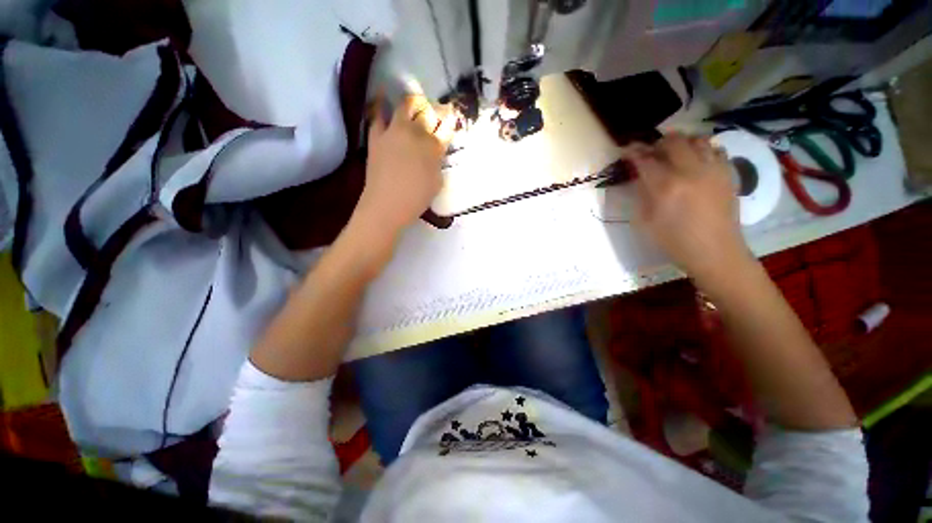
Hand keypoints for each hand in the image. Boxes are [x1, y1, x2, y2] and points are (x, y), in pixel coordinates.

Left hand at [353, 94, 456, 238]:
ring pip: (407, 105)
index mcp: (434, 147)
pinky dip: (380, 104)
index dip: (450, 121)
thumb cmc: (416, 199)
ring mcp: (394, 131)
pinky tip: (383, 95)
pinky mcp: (377, 135)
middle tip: (435, 115)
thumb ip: (438, 163)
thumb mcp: (437, 182)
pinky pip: (378, 114)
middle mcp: (416, 133)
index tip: (451, 118)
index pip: (446, 127)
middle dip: (435, 110)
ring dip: (415, 104)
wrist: (387, 205)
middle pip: (429, 111)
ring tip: (416, 107)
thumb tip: (435, 152)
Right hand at [630, 134, 754, 289]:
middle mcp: (690, 171)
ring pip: (697, 140)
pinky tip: (696, 161)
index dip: (633, 152)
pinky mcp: (728, 173)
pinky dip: (703, 149)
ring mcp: (713, 169)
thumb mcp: (646, 220)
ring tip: (674, 154)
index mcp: (665, 186)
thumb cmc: (674, 240)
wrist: (715, 251)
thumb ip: (642, 193)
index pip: (645, 159)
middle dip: (658, 143)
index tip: (626, 149)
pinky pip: (716, 149)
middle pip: (673, 141)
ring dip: (681, 143)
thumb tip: (641, 176)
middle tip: (651, 152)